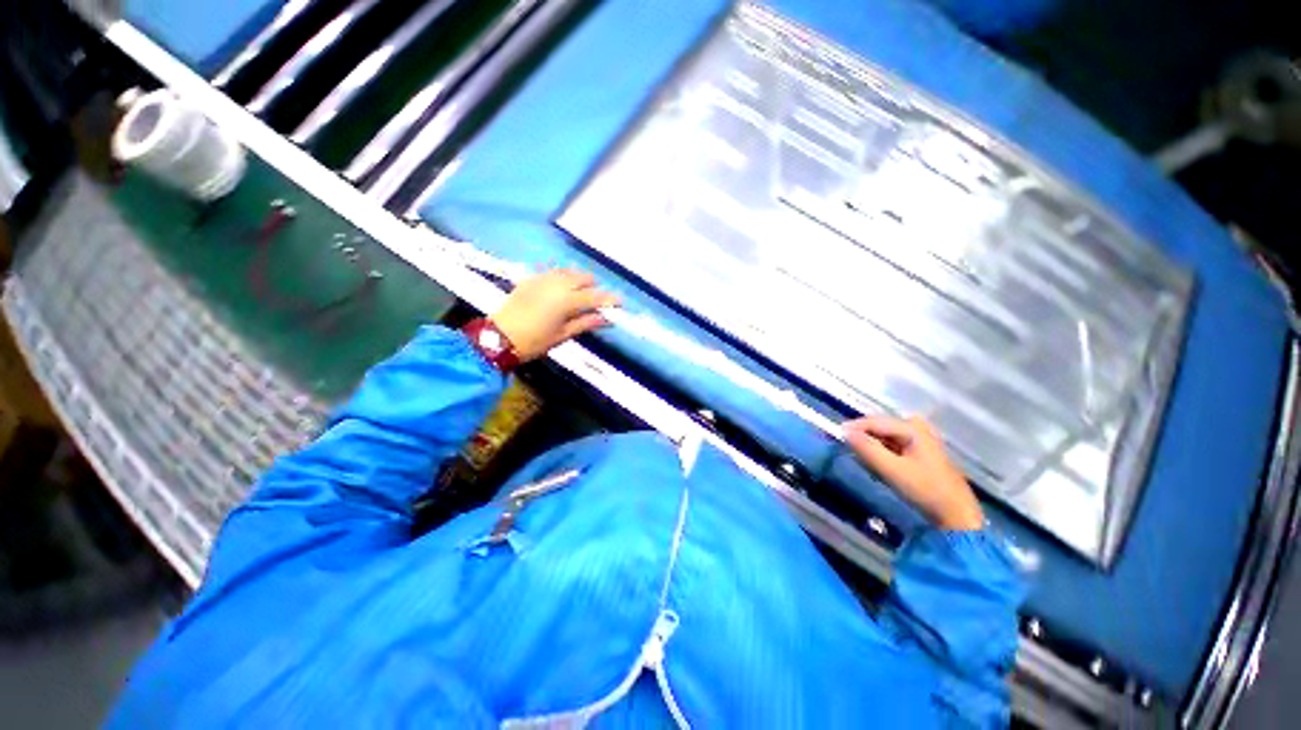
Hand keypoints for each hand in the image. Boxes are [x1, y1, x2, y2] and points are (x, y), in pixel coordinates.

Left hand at [490, 269, 619, 361]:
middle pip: (584, 277)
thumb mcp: (562, 335)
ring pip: (568, 271)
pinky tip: (560, 287)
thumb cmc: (534, 341)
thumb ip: (585, 323)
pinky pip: (552, 271)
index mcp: (568, 300)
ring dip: (578, 280)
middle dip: (593, 287)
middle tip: (595, 301)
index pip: (595, 297)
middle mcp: (558, 284)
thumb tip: (605, 318)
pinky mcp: (531, 279)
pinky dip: (561, 277)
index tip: (620, 302)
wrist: (498, 337)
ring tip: (579, 293)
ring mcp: (543, 278)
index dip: (610, 299)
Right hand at [843, 415, 983, 530]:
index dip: (854, 427)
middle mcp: (916, 427)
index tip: (835, 435)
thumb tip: (844, 432)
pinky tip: (878, 465)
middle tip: (850, 450)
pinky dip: (882, 452)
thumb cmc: (925, 489)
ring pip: (885, 436)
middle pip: (880, 427)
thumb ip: (867, 449)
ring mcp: (920, 438)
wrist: (956, 513)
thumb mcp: (892, 470)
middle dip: (863, 437)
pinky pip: (892, 444)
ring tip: (863, 460)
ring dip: (872, 446)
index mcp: (912, 428)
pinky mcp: (919, 450)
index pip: (874, 422)